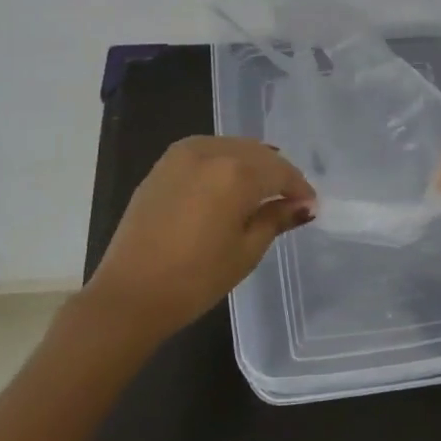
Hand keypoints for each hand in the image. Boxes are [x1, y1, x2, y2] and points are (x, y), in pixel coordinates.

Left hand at [84, 136, 315, 340]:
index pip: (280, 171)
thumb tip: (303, 206)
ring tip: (261, 191)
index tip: (310, 206)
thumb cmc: (195, 279)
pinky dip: (224, 162)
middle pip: (257, 153)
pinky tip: (228, 184)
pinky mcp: (164, 163)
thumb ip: (275, 219)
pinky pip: (207, 151)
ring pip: (232, 147)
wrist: (130, 293)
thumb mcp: (246, 251)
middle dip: (277, 173)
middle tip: (289, 199)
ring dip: (251, 164)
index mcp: (237, 173)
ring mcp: (183, 153)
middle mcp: (212, 151)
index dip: (299, 188)